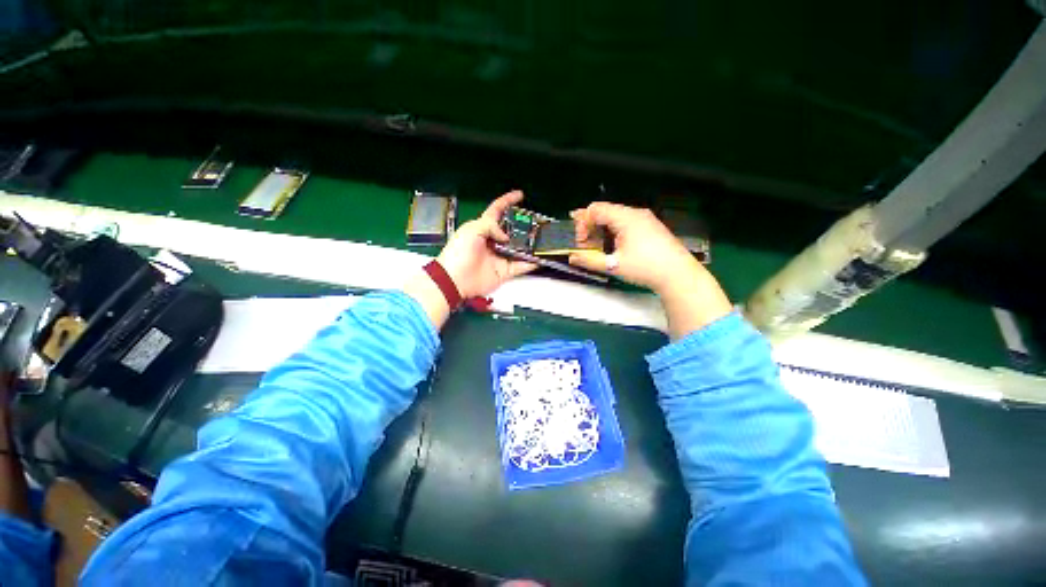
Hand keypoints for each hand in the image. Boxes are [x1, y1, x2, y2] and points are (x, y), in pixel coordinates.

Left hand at [437, 190, 536, 298]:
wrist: (455, 279)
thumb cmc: (459, 252)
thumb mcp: (472, 230)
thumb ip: (491, 226)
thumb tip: (506, 237)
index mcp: (483, 227)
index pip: (497, 210)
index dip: (508, 201)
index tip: (520, 195)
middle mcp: (493, 241)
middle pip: (512, 230)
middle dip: (523, 226)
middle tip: (536, 223)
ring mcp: (500, 256)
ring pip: (519, 248)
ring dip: (529, 244)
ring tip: (542, 238)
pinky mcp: (504, 271)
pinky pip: (520, 266)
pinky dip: (530, 263)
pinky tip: (539, 259)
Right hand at [568, 202, 700, 294]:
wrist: (678, 274)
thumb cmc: (645, 268)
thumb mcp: (613, 266)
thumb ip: (589, 260)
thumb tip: (572, 257)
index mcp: (625, 218)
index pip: (595, 210)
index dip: (583, 224)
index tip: (581, 242)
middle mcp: (635, 213)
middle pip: (604, 211)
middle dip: (591, 227)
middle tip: (586, 245)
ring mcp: (645, 218)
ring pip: (615, 217)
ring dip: (602, 230)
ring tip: (599, 248)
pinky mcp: (650, 226)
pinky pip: (626, 222)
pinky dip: (614, 231)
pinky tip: (615, 246)